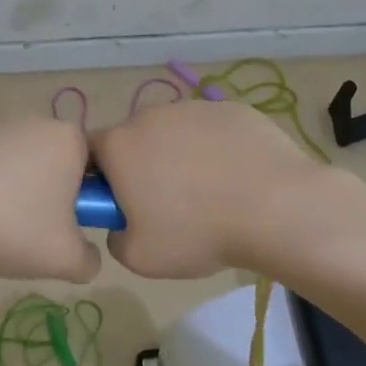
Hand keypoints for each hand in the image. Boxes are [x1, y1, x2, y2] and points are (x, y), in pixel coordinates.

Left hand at [0, 117, 101, 282]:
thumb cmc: (13, 229)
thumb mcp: (67, 260)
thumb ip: (91, 259)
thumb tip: (85, 256)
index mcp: (69, 139)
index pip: (98, 165)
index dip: (89, 199)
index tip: (70, 228)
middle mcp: (36, 122)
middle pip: (58, 163)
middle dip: (53, 196)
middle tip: (37, 234)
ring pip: (21, 166)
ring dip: (18, 194)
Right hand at [90, 100, 324, 278]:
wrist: (275, 207)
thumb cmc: (197, 233)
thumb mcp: (138, 258)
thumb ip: (115, 237)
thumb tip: (123, 223)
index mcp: (119, 145)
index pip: (90, 153)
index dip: (102, 179)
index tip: (123, 205)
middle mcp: (150, 115)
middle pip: (135, 139)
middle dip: (144, 167)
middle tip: (169, 205)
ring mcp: (194, 107)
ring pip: (175, 133)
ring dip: (181, 156)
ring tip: (211, 194)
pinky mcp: (231, 108)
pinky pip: (212, 130)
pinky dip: (217, 149)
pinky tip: (238, 178)